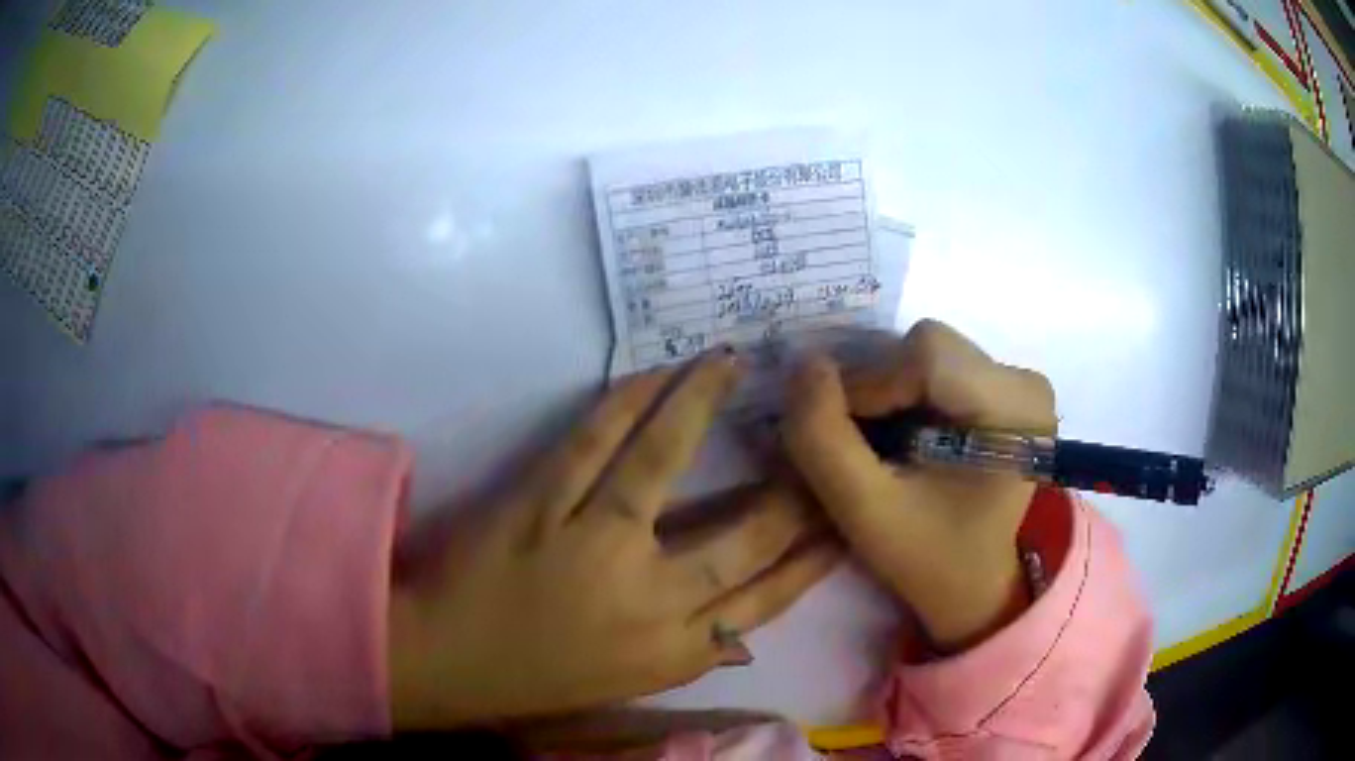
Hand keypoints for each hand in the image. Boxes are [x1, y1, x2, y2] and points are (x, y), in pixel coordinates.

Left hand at [388, 351, 839, 728]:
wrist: (449, 662)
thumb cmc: (543, 680)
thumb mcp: (636, 682)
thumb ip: (696, 650)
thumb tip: (747, 625)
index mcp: (675, 652)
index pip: (770, 596)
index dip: (816, 551)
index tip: (843, 512)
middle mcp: (648, 600)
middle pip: (743, 534)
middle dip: (793, 482)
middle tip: (814, 432)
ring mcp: (591, 546)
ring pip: (663, 463)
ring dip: (700, 403)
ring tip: (731, 360)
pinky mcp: (540, 507)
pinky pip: (592, 443)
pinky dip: (627, 401)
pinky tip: (658, 373)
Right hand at [781, 320, 1055, 651]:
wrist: (975, 585)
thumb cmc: (929, 558)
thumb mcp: (864, 511)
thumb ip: (823, 439)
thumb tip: (804, 364)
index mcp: (1015, 410)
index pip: (926, 356)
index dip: (869, 386)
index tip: (844, 437)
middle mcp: (1026, 383)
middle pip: (928, 347)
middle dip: (879, 391)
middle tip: (863, 447)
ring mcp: (1021, 383)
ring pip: (929, 352)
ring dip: (890, 393)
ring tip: (885, 447)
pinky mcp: (1008, 388)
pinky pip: (940, 365)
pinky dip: (907, 395)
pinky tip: (907, 439)